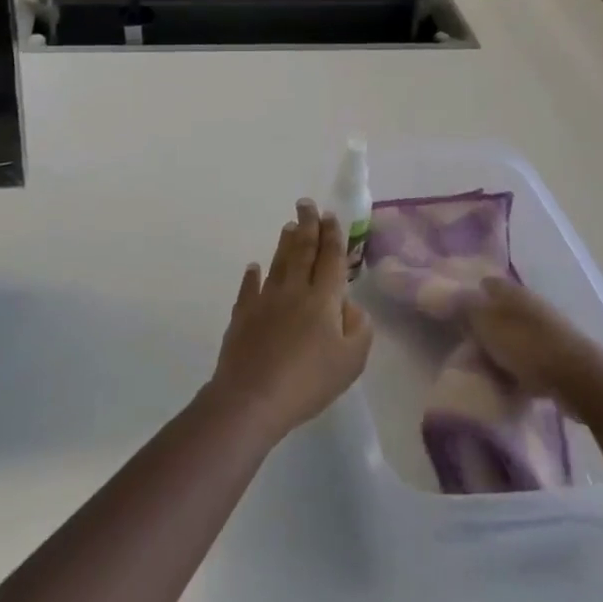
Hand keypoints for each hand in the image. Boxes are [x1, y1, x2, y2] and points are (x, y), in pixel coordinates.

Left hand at [206, 199, 372, 447]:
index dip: (332, 235)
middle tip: (306, 204)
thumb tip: (351, 305)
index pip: (330, 258)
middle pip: (303, 251)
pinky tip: (254, 267)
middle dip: (307, 226)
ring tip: (288, 226)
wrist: (252, 397)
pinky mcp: (243, 315)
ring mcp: (265, 300)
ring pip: (278, 264)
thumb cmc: (308, 381)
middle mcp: (294, 290)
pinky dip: (252, 276)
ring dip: (284, 243)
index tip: (330, 215)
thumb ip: (359, 328)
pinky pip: (249, 289)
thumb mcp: (351, 361)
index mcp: (323, 299)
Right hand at [465, 277, 602, 406]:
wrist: (577, 378)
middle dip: (485, 325)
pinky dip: (519, 367)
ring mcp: (547, 328)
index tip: (456, 316)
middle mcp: (529, 303)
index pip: (484, 284)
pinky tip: (511, 382)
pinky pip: (530, 356)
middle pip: (500, 310)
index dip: (470, 297)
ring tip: (487, 368)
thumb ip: (465, 306)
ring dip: (502, 347)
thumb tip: (452, 293)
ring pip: (514, 334)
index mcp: (511, 290)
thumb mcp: (485, 323)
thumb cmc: (525, 345)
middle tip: (469, 345)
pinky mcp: (558, 354)